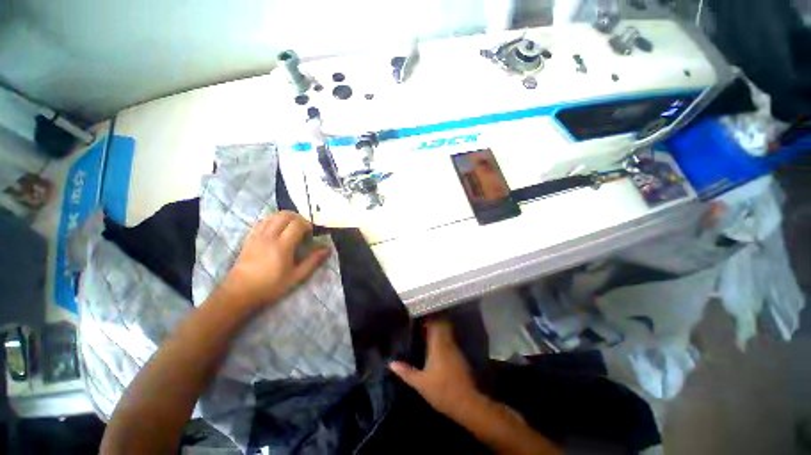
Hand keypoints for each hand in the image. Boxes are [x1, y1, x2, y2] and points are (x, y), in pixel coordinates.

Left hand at [219, 211, 330, 308]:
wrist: (240, 292)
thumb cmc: (271, 286)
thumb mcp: (296, 276)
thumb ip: (313, 261)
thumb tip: (328, 249)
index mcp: (282, 246)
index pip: (297, 224)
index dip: (307, 224)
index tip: (311, 233)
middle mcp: (269, 237)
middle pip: (285, 215)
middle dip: (298, 218)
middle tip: (304, 228)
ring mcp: (257, 235)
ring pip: (273, 216)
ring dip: (286, 217)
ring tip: (292, 228)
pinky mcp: (249, 237)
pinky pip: (262, 221)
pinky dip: (273, 220)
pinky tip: (277, 229)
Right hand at [389, 320, 483, 418]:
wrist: (468, 404)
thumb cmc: (442, 391)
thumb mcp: (421, 384)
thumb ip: (406, 372)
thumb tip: (391, 363)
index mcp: (438, 345)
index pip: (434, 324)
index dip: (427, 319)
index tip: (418, 318)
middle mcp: (448, 343)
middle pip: (442, 325)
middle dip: (433, 322)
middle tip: (421, 325)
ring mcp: (456, 350)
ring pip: (447, 333)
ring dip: (438, 331)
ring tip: (426, 335)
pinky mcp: (461, 358)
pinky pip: (450, 342)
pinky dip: (443, 341)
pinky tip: (437, 349)